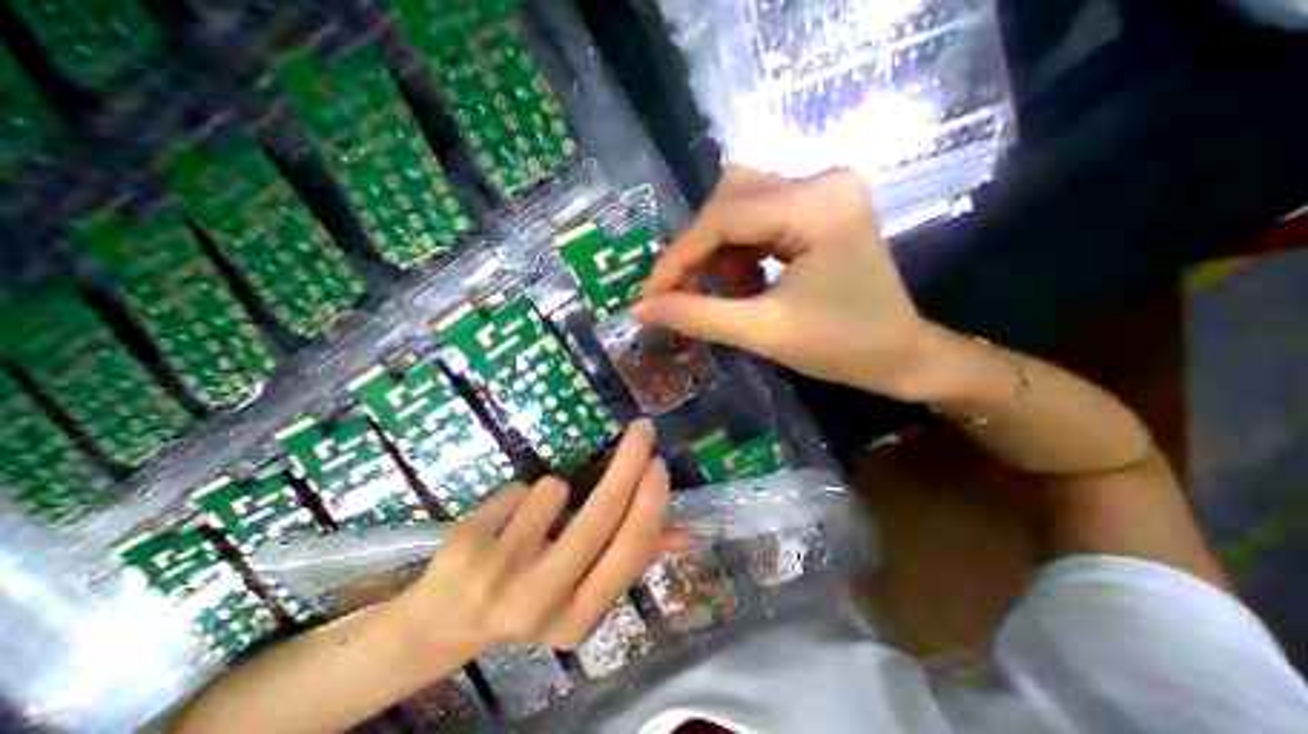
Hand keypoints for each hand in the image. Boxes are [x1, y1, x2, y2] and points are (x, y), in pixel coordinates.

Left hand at [393, 418, 667, 659]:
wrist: (443, 622)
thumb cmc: (528, 597)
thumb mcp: (581, 590)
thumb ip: (631, 558)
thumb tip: (684, 533)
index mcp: (579, 617)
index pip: (629, 550)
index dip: (650, 502)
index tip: (658, 464)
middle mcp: (540, 602)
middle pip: (600, 515)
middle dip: (629, 463)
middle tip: (643, 430)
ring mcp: (498, 574)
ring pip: (554, 490)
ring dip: (553, 491)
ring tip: (533, 519)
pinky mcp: (467, 545)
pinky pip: (519, 488)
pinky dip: (520, 495)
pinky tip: (503, 523)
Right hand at [632, 167, 944, 400]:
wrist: (899, 356)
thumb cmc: (841, 348)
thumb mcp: (762, 332)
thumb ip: (696, 316)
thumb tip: (639, 309)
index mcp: (817, 204)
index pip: (724, 217)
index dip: (677, 258)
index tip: (648, 296)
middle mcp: (821, 182)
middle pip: (729, 200)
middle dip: (698, 251)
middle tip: (681, 293)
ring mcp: (822, 192)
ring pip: (739, 207)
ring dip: (719, 252)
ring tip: (725, 293)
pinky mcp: (818, 209)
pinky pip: (758, 219)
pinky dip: (739, 252)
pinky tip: (745, 283)